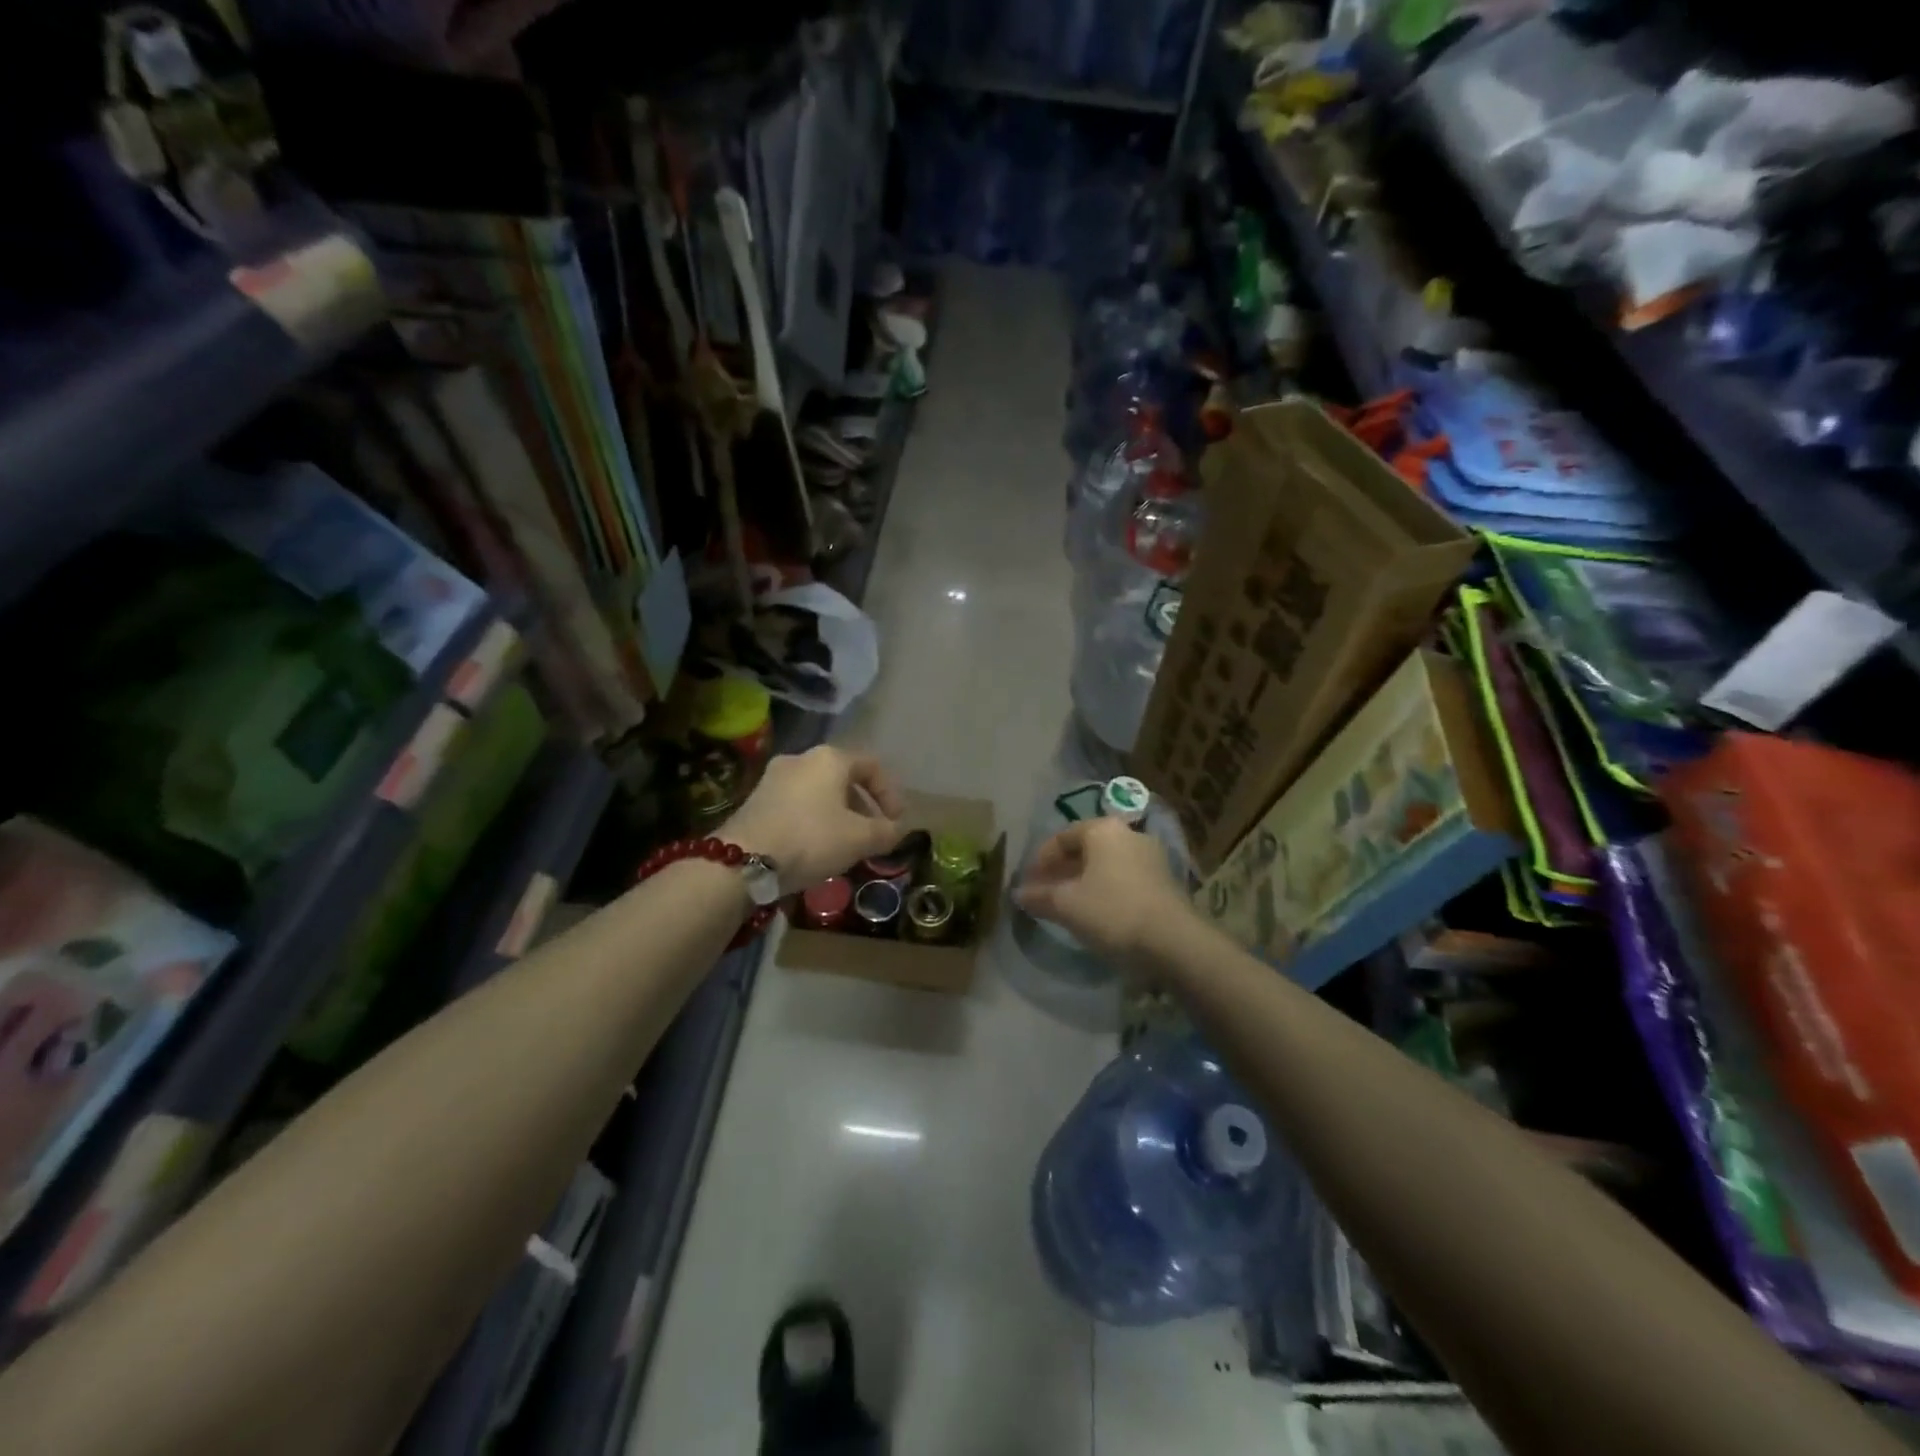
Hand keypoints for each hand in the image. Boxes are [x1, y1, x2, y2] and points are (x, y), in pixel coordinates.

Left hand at [723, 746, 906, 893]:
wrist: (742, 860)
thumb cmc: (811, 839)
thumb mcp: (859, 839)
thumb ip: (885, 832)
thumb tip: (897, 830)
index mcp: (830, 758)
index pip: (872, 766)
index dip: (891, 794)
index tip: (897, 822)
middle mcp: (801, 758)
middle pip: (844, 777)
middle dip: (863, 806)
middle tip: (872, 834)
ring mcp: (774, 777)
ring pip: (819, 792)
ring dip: (838, 814)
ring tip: (845, 845)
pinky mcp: (755, 799)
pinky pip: (797, 804)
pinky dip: (814, 820)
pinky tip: (815, 847)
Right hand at [1013, 817, 1192, 966]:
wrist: (1174, 940)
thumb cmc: (1112, 912)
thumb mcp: (1067, 905)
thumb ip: (1039, 896)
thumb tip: (1018, 893)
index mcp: (1103, 829)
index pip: (1061, 837)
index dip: (1040, 860)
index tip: (1028, 882)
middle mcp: (1128, 834)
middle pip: (1086, 849)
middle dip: (1062, 870)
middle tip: (1045, 893)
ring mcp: (1151, 856)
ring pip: (1106, 864)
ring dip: (1084, 881)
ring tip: (1068, 905)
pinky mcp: (1165, 880)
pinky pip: (1125, 878)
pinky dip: (1106, 889)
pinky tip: (1098, 912)